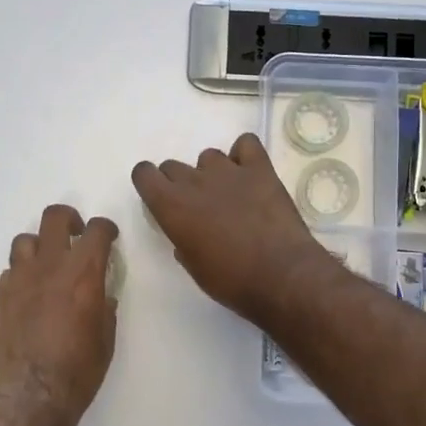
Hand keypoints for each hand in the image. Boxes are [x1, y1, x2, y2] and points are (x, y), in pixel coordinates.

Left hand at [0, 204, 119, 425]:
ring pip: (26, 239)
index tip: (109, 237)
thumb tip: (102, 297)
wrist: (29, 396)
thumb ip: (105, 309)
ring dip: (40, 245)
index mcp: (83, 273)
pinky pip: (11, 270)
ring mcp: (20, 278)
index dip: (106, 229)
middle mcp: (50, 266)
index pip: (97, 230)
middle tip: (76, 235)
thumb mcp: (105, 340)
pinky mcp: (1, 295)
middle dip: (69, 219)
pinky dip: (22, 273)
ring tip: (48, 263)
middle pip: (55, 218)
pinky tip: (30, 292)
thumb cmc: (77, 371)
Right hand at [132, 134, 342, 327]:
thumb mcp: (194, 268)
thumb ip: (183, 241)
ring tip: (229, 195)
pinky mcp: (260, 168)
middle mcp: (194, 181)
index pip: (144, 173)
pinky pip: (246, 144)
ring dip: (212, 172)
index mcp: (171, 206)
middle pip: (173, 166)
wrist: (281, 275)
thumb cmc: (232, 280)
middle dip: (180, 183)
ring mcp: (228, 171)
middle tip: (198, 207)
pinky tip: (249, 174)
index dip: (150, 183)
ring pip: (208, 157)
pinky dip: (244, 155)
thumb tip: (187, 233)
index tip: (160, 198)